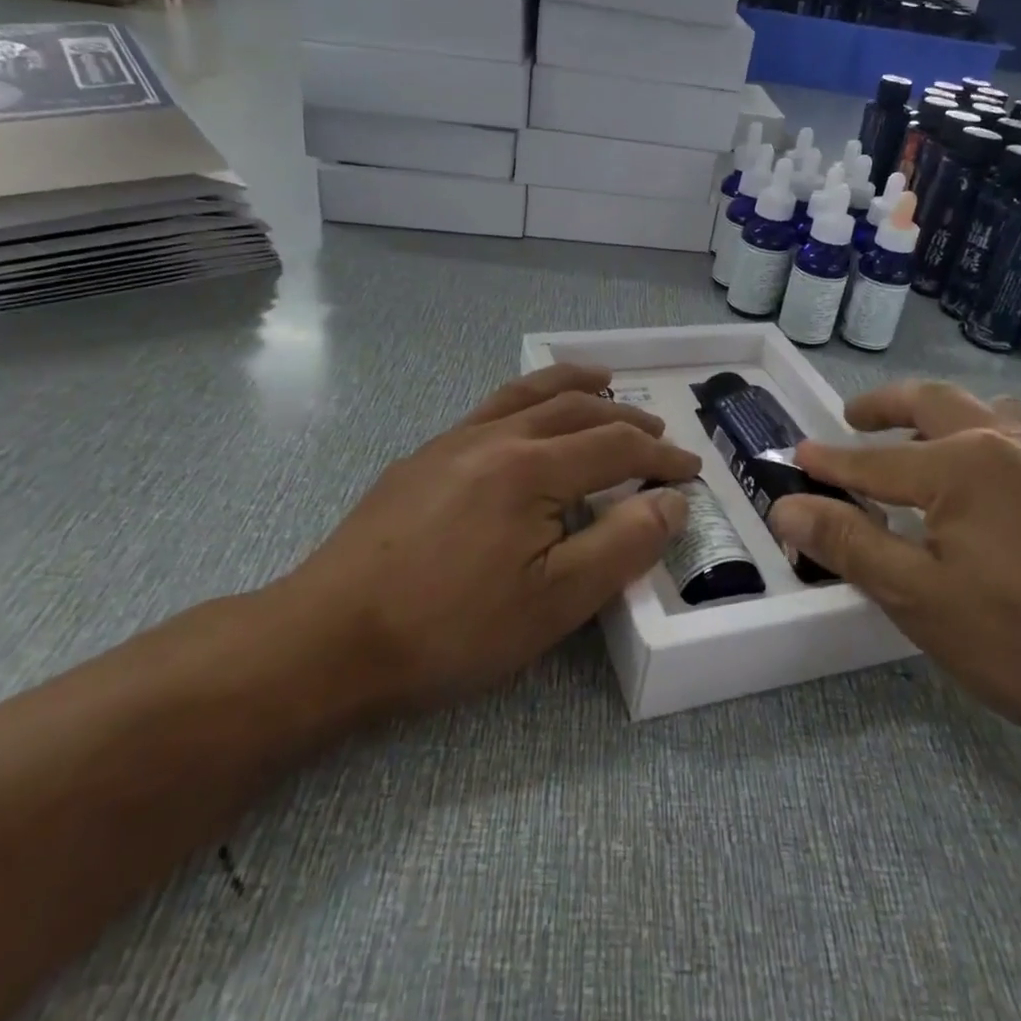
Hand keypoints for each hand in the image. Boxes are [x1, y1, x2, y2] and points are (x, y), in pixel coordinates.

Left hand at [273, 364, 699, 711]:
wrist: (329, 638)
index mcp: (532, 468)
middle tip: (658, 433)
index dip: (661, 456)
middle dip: (625, 417)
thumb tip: (671, 501)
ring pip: (527, 393)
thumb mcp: (555, 602)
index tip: (690, 472)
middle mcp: (495, 437)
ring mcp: (451, 442)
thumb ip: (622, 545)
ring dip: (574, 386)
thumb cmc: (451, 628)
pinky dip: (528, 400)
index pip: (616, 446)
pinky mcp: (422, 458)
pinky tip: (527, 422)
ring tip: (603, 382)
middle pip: (576, 408)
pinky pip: (490, 408)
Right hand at [767, 382, 1020, 770]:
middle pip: (932, 402)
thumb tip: (787, 504)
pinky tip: (986, 478)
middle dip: (884, 406)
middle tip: (852, 419)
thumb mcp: (921, 600)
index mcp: (962, 466)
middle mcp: (1008, 443)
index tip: (794, 457)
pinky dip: (984, 434)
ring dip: (940, 413)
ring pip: (984, 410)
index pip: (873, 460)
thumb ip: (850, 543)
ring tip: (917, 441)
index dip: (829, 462)